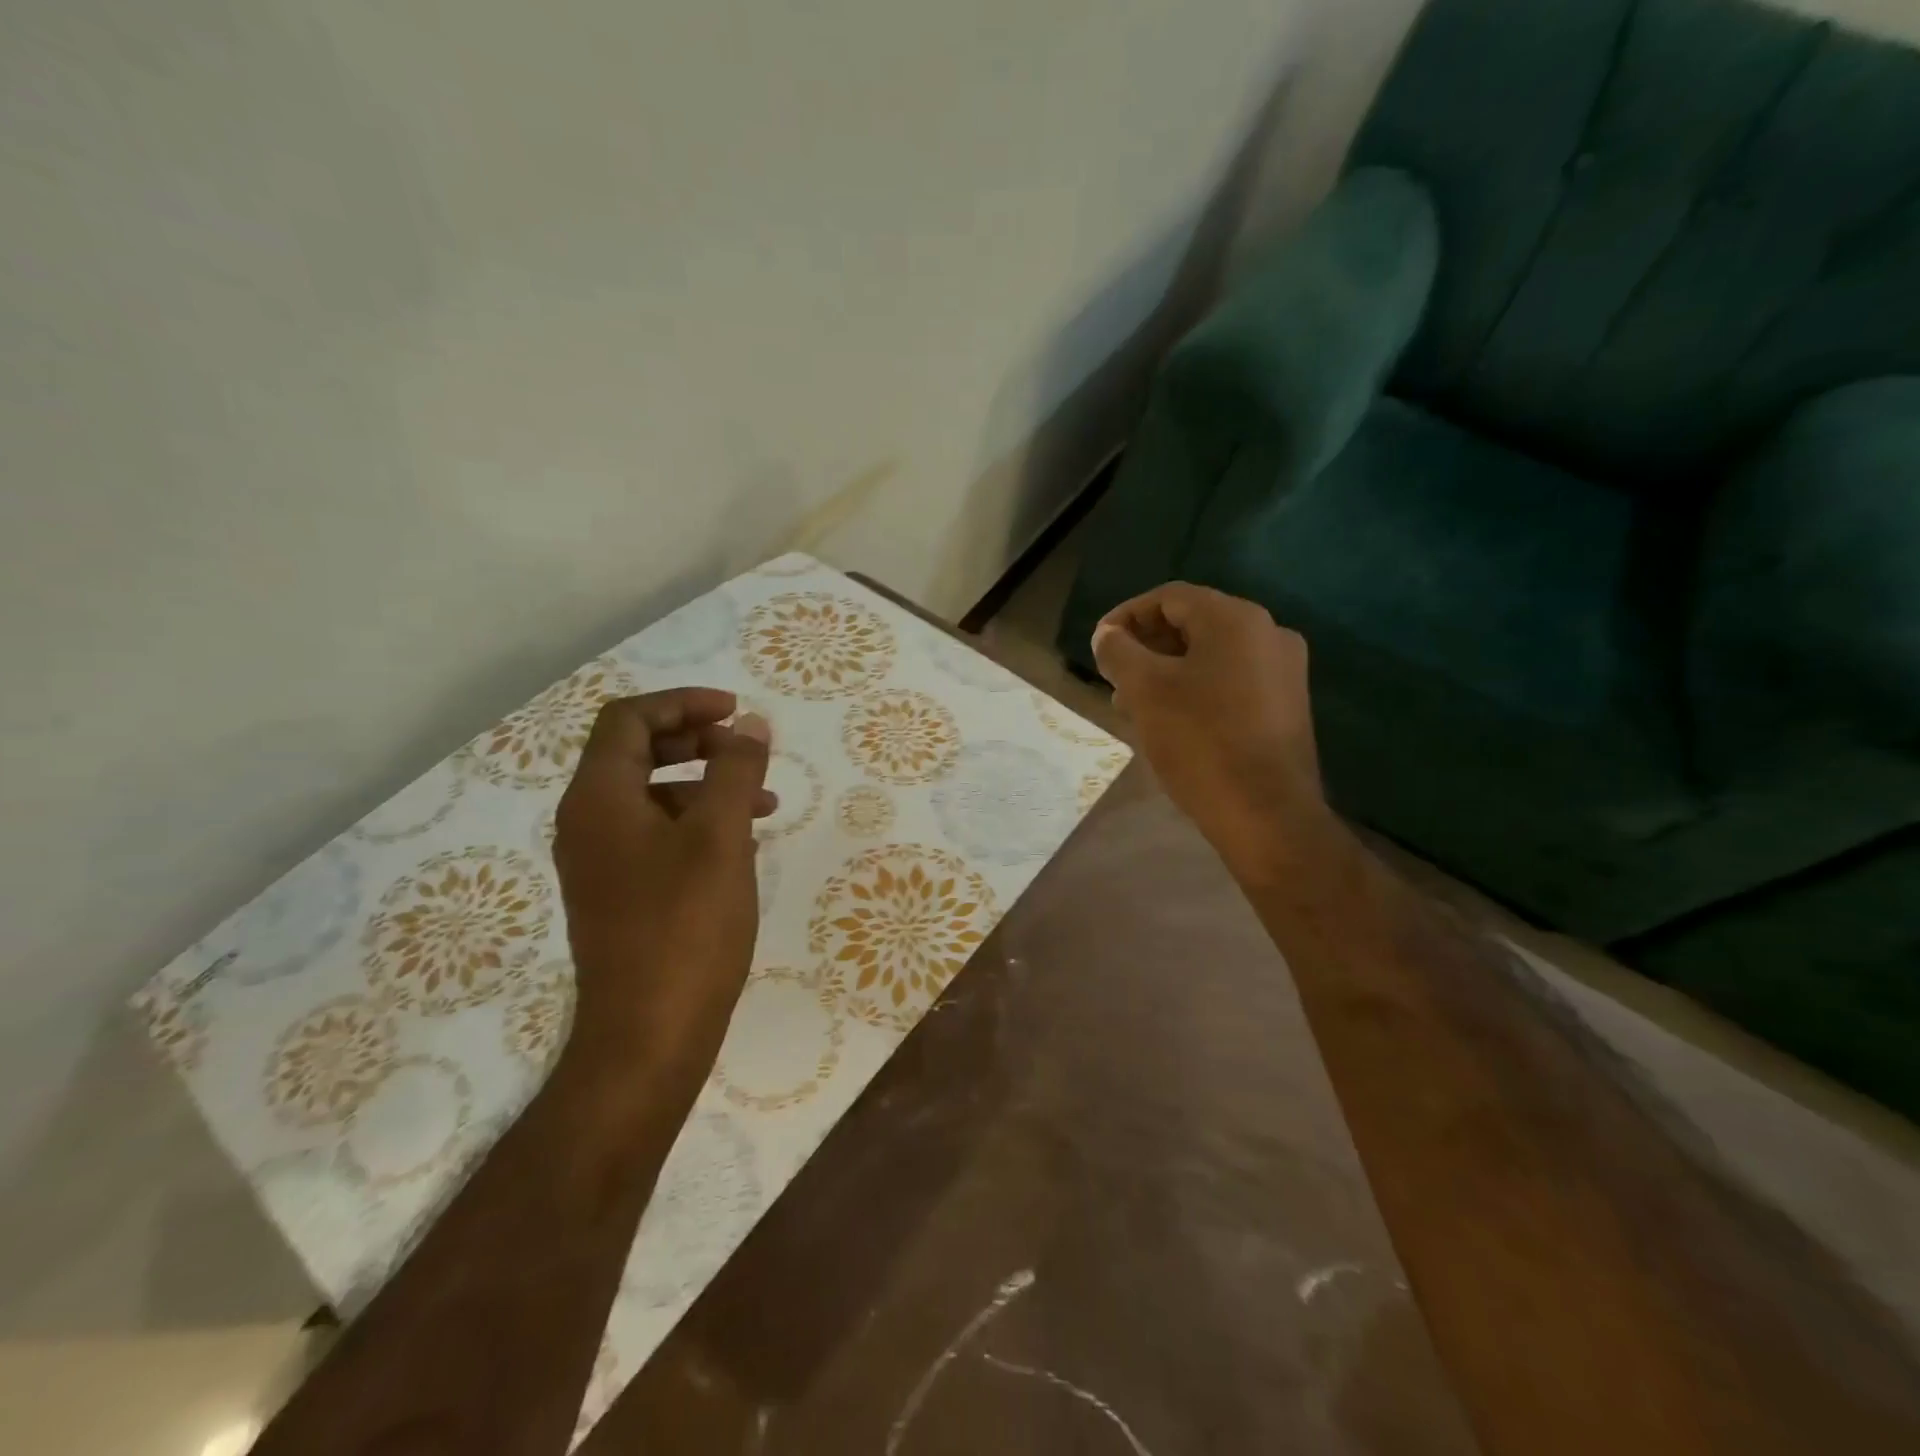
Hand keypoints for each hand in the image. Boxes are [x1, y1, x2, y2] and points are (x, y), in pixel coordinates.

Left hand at [552, 689, 772, 1089]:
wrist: (648, 1036)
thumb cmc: (686, 928)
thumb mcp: (721, 838)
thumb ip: (735, 771)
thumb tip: (749, 723)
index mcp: (600, 799)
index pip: (628, 720)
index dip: (683, 704)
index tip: (735, 712)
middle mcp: (588, 823)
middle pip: (636, 752)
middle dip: (697, 741)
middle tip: (746, 750)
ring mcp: (600, 862)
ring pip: (652, 796)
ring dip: (705, 785)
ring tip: (763, 802)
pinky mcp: (619, 894)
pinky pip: (656, 835)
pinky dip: (698, 823)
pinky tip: (742, 845)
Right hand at [1092, 583, 1332, 878]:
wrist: (1266, 814)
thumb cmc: (1200, 741)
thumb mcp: (1145, 691)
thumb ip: (1119, 652)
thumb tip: (1107, 635)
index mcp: (1236, 620)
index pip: (1170, 598)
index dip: (1127, 616)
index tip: (1099, 646)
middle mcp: (1268, 634)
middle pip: (1193, 624)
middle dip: (1145, 647)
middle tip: (1112, 677)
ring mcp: (1282, 672)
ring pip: (1210, 656)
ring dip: (1166, 671)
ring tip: (1132, 704)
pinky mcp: (1285, 706)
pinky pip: (1230, 681)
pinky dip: (1194, 689)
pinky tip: (1170, 720)